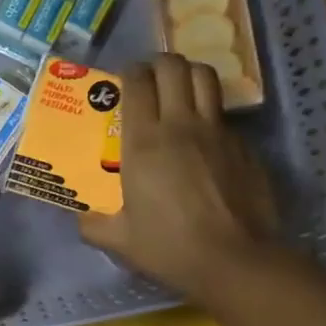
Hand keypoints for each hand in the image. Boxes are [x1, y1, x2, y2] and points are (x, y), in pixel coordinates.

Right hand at [79, 54, 280, 303]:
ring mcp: (217, 132)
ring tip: (180, 89)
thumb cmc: (170, 247)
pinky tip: (204, 140)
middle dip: (159, 64)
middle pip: (173, 67)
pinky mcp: (244, 146)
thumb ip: (93, 225)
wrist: (235, 261)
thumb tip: (81, 217)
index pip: (137, 83)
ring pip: (205, 78)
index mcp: (143, 142)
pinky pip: (223, 116)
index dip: (129, 73)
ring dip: (189, 75)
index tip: (124, 81)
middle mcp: (180, 125)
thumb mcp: (119, 240)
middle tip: (151, 78)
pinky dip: (210, 115)